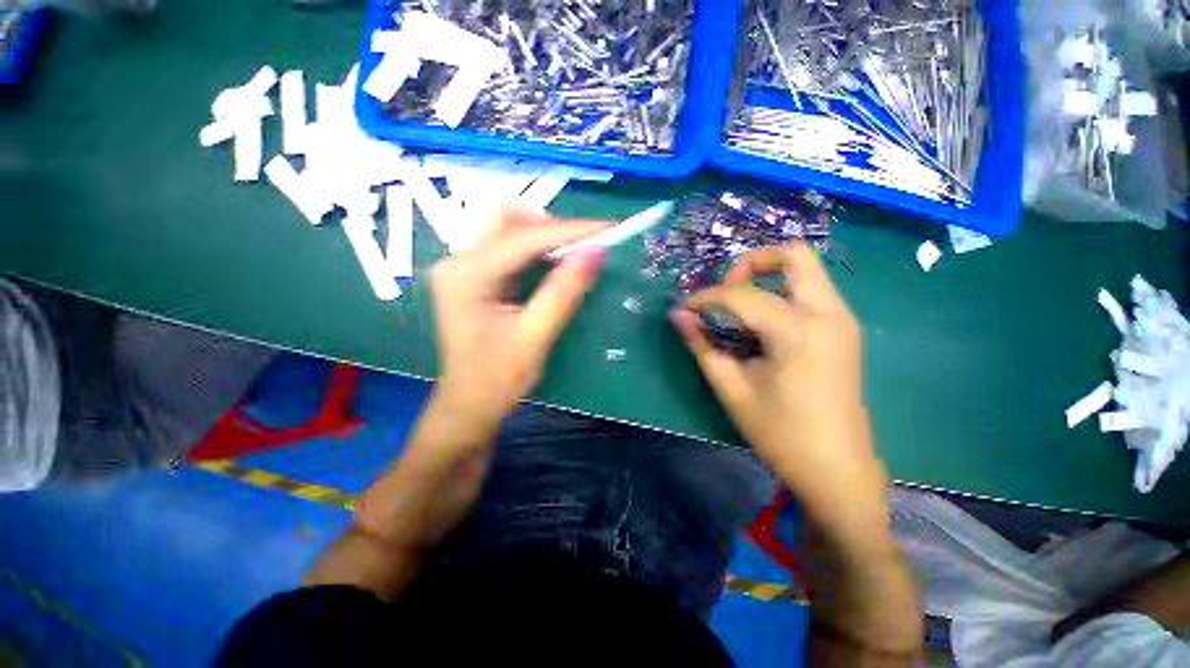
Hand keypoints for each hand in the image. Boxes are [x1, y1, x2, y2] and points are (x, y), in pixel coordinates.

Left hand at [429, 206, 605, 423]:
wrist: (469, 406)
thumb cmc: (497, 380)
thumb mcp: (534, 337)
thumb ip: (563, 292)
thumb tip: (595, 251)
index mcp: (466, 275)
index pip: (524, 238)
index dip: (570, 231)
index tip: (608, 228)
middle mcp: (458, 261)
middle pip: (508, 220)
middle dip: (551, 226)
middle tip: (585, 246)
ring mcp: (463, 267)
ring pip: (508, 229)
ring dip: (544, 235)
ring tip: (574, 253)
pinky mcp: (474, 276)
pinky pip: (508, 247)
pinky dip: (536, 249)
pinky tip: (554, 263)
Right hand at [670, 243, 887, 533]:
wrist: (837, 470)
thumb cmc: (780, 434)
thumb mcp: (732, 389)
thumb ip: (702, 345)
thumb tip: (678, 315)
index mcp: (799, 332)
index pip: (741, 295)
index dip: (706, 298)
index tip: (684, 310)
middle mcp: (828, 314)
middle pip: (793, 255)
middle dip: (751, 264)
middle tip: (725, 292)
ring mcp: (842, 319)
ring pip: (805, 270)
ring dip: (766, 277)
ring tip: (738, 308)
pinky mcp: (843, 330)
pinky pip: (810, 291)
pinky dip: (780, 293)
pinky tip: (760, 325)